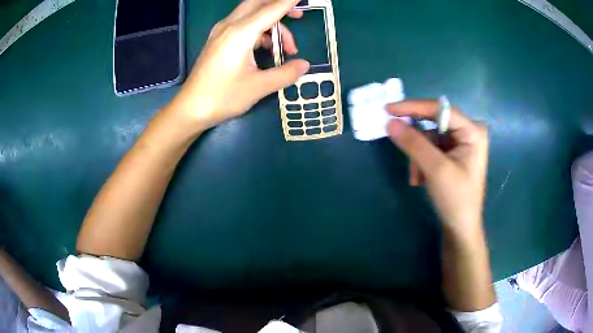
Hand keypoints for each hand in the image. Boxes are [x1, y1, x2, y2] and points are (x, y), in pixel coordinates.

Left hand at [169, 0, 309, 129]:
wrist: (190, 108)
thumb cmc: (222, 97)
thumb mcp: (258, 87)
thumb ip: (285, 73)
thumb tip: (305, 65)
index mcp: (240, 33)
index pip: (272, 9)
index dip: (290, 2)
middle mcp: (230, 26)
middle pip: (258, 3)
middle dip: (280, 6)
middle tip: (299, 16)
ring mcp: (221, 31)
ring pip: (251, 14)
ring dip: (271, 24)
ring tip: (286, 49)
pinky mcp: (218, 39)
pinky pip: (243, 25)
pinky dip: (259, 31)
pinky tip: (267, 50)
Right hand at [386, 100, 488, 237]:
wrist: (460, 228)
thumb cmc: (456, 200)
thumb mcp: (435, 170)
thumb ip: (414, 143)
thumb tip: (389, 122)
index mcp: (472, 131)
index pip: (440, 109)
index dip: (413, 107)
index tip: (388, 109)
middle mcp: (467, 132)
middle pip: (434, 123)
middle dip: (417, 142)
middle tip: (401, 148)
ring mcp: (460, 143)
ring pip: (428, 137)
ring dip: (418, 156)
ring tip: (417, 178)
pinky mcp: (452, 154)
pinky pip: (430, 148)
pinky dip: (421, 161)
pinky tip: (421, 179)